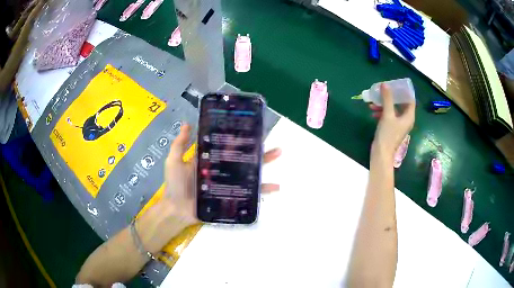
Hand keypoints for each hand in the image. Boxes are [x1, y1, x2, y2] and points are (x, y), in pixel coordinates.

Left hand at [163, 123, 281, 221]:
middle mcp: (220, 169)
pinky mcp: (229, 196)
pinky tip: (275, 187)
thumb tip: (188, 124)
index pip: (227, 145)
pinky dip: (261, 190)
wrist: (176, 210)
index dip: (239, 138)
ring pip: (248, 173)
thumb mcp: (174, 161)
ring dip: (264, 165)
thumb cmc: (174, 185)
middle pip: (242, 158)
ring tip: (278, 156)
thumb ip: (180, 145)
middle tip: (272, 141)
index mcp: (209, 159)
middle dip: (258, 150)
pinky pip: (247, 193)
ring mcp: (226, 183)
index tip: (252, 129)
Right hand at [369, 84, 414, 158]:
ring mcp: (399, 124)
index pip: (410, 100)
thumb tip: (385, 84)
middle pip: (400, 104)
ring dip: (384, 105)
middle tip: (383, 90)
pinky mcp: (392, 128)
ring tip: (373, 102)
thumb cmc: (388, 134)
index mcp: (409, 116)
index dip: (404, 92)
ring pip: (393, 110)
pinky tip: (372, 112)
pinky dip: (382, 112)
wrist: (381, 153)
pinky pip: (388, 116)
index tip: (395, 84)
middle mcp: (405, 119)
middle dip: (391, 97)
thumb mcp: (387, 115)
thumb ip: (387, 99)